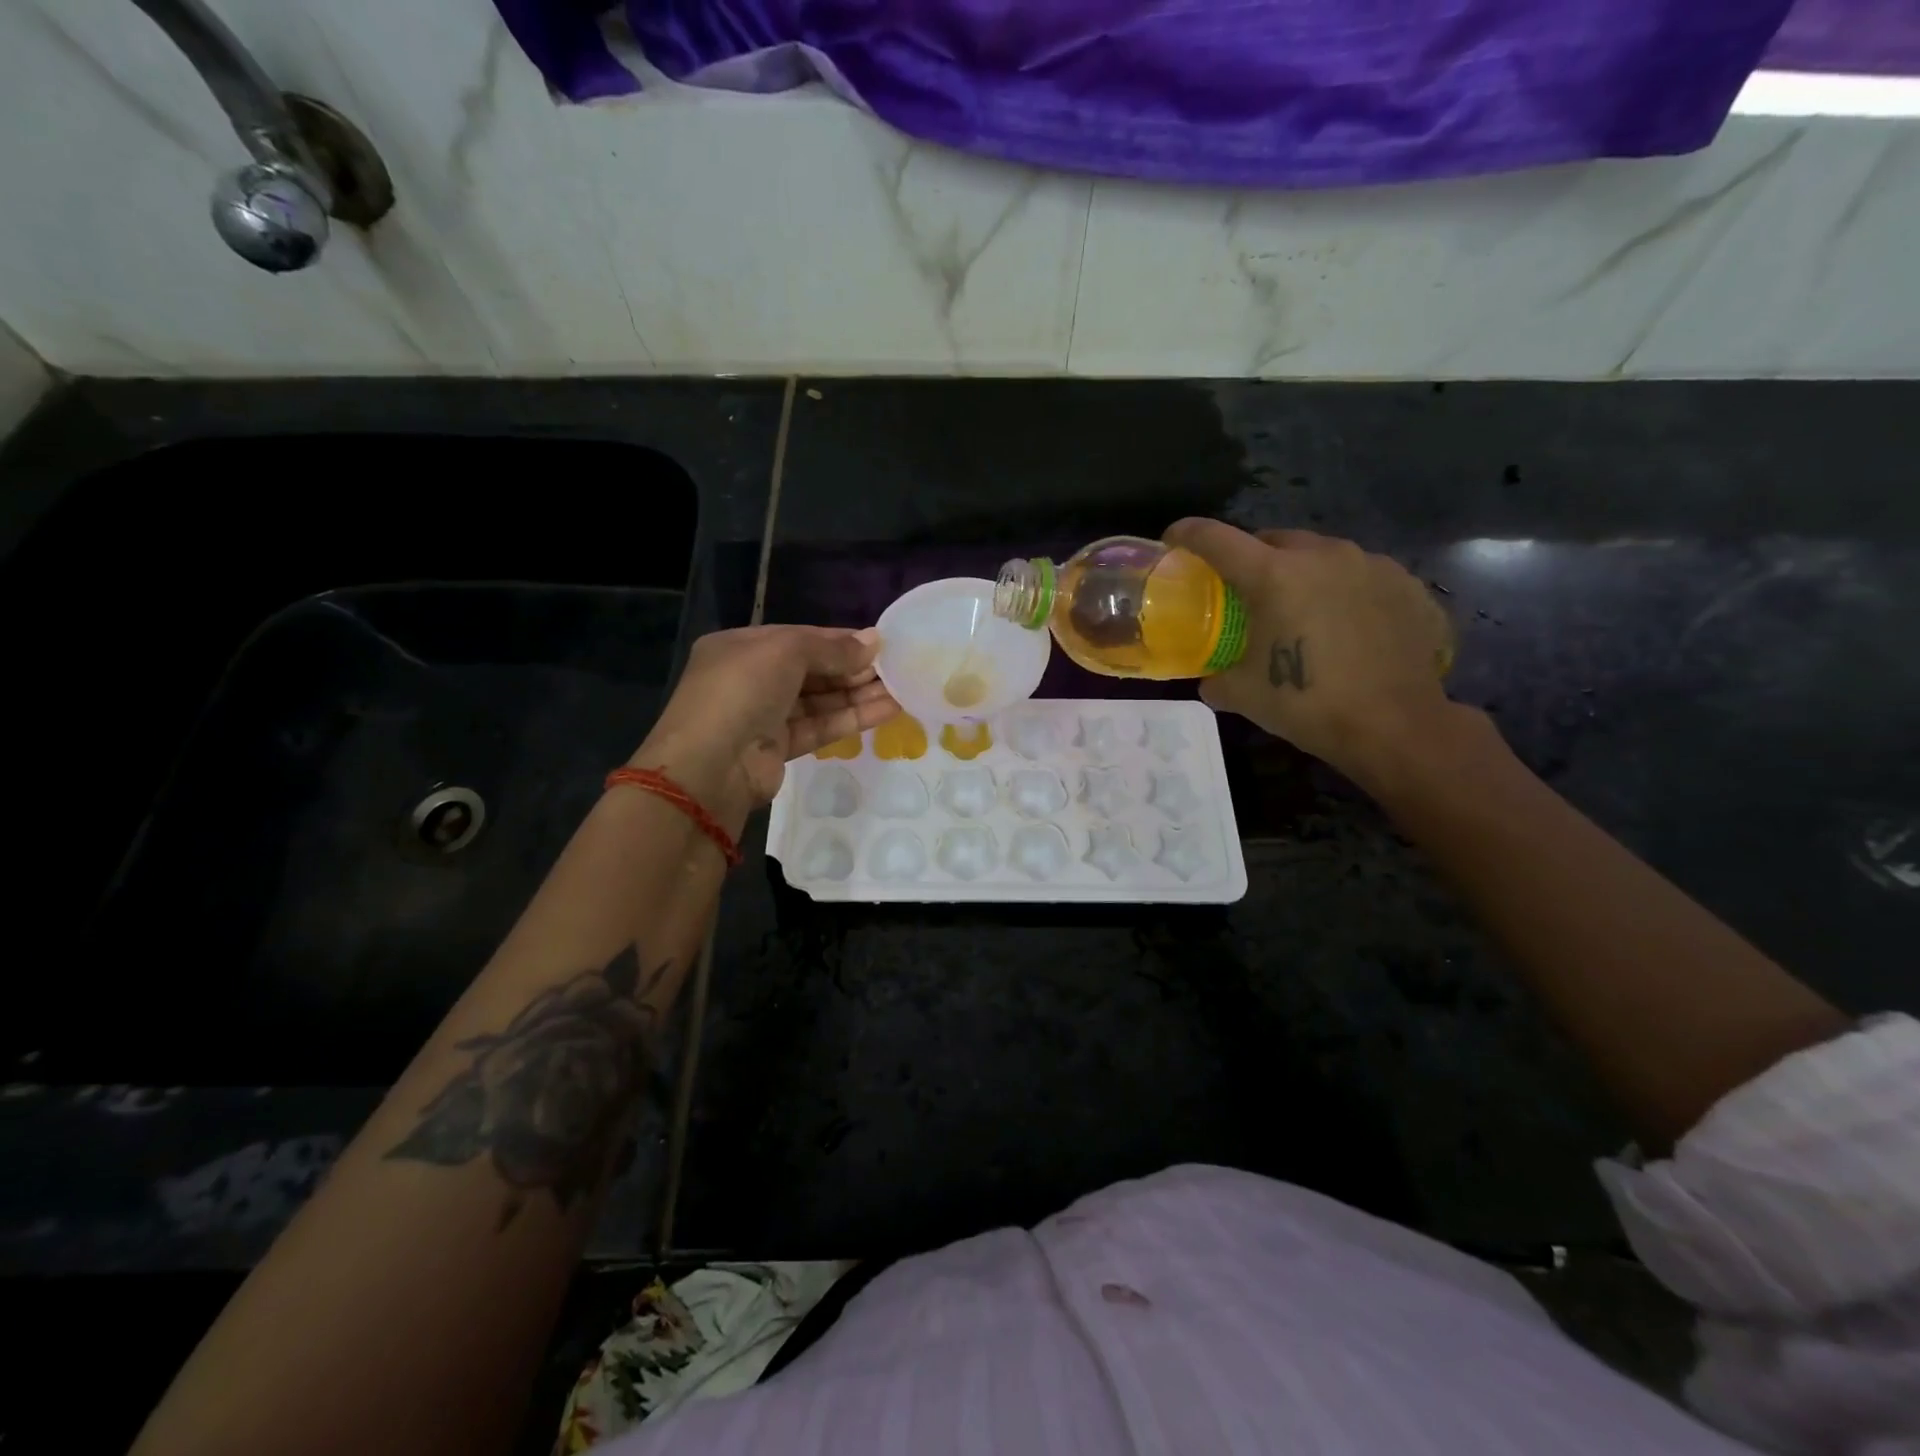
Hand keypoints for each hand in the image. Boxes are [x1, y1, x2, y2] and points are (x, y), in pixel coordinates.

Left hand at [632, 626, 899, 828]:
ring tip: (901, 688)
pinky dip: (851, 718)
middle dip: (853, 668)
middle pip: (812, 669)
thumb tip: (873, 641)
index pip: (799, 638)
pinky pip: (820, 727)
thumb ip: (831, 648)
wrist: (710, 767)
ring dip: (858, 694)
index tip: (879, 644)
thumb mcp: (785, 652)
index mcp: (741, 647)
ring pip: (819, 700)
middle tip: (896, 667)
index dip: (839, 640)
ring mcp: (764, 715)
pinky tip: (887, 710)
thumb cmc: (742, 691)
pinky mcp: (778, 748)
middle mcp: (751, 679)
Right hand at [1163, 518, 1453, 783]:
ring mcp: (1371, 565)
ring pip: (1321, 554)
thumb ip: (1216, 678)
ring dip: (1302, 572)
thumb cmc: (1308, 704)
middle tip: (1245, 588)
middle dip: (1253, 557)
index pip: (1217, 539)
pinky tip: (1345, 624)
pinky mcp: (1406, 584)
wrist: (1396, 725)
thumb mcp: (1243, 695)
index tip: (1173, 538)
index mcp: (1274, 575)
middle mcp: (1322, 555)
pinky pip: (1362, 576)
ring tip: (1301, 608)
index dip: (1188, 534)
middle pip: (1273, 539)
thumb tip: (1211, 678)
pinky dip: (1343, 591)